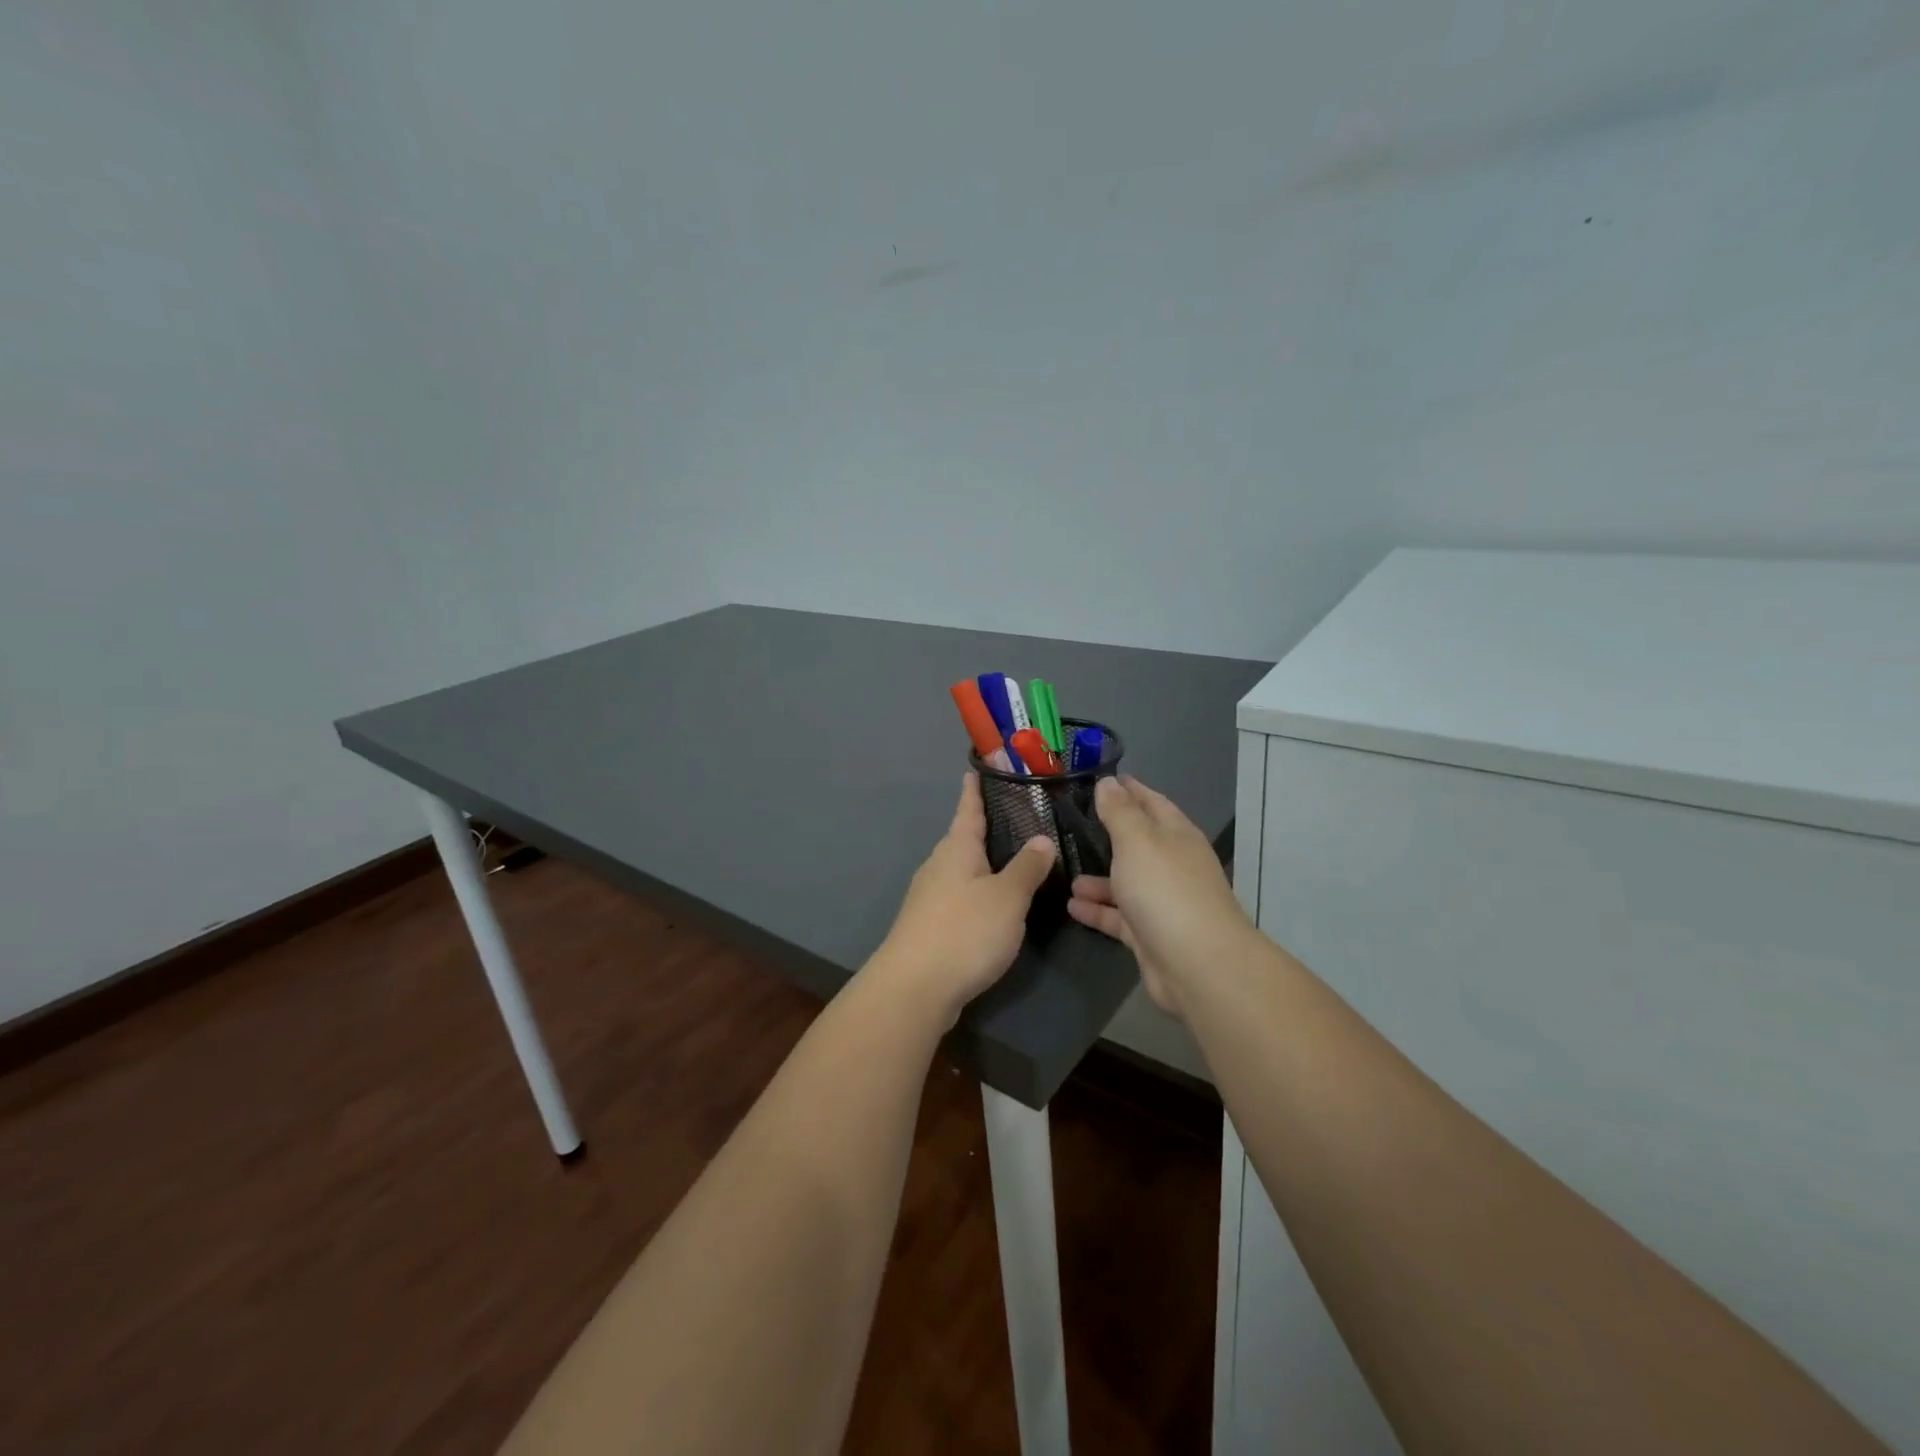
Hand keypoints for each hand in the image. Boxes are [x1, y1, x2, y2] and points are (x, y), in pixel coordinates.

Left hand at [869, 773, 1057, 1028]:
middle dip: (986, 828)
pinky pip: (959, 895)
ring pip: (962, 869)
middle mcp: (939, 865)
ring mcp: (929, 896)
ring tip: (1014, 858)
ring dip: (983, 862)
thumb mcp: (1007, 897)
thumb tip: (1042, 839)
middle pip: (964, 838)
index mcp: (957, 848)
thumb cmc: (964, 931)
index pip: (968, 808)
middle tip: (1018, 816)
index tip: (977, 768)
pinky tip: (995, 903)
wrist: (913, 989)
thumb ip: (1027, 867)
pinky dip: (978, 891)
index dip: (975, 789)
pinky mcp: (929, 925)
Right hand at [1067, 775, 1253, 1021]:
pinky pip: (1119, 917)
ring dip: (1098, 878)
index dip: (1129, 789)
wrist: (1198, 965)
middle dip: (1109, 834)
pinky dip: (1098, 910)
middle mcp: (1173, 865)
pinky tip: (1071, 906)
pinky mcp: (1151, 935)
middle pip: (1138, 843)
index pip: (1151, 802)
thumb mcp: (1137, 841)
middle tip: (1073, 824)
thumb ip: (1119, 812)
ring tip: (1065, 873)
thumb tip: (1109, 782)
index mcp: (1176, 835)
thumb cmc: (1165, 890)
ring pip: (1126, 882)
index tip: (1102, 779)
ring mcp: (1163, 902)